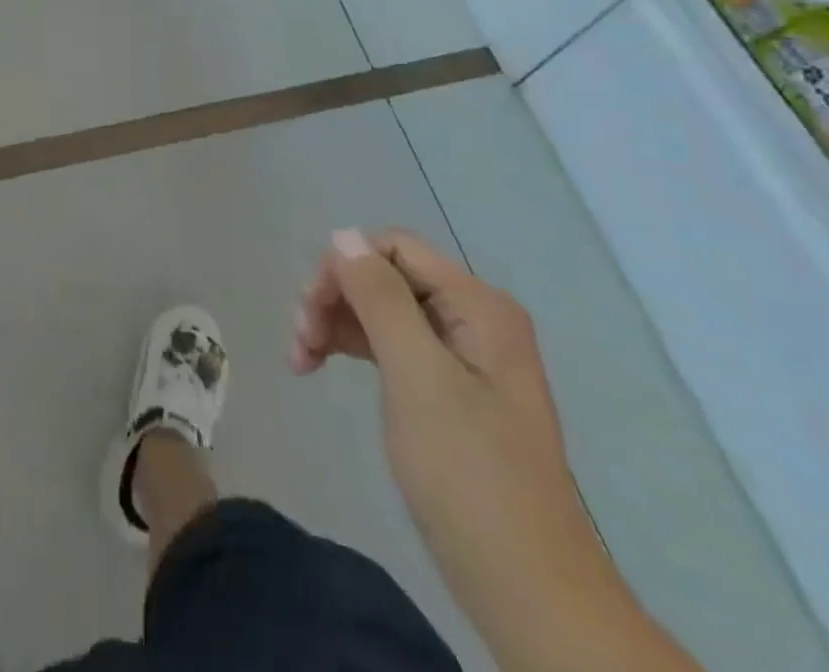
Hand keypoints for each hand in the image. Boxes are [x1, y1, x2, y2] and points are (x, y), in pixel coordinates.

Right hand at [293, 229, 697, 671]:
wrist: (528, 592)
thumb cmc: (469, 475)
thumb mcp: (417, 376)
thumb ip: (380, 297)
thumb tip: (343, 235)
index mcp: (477, 305)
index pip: (393, 248)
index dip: (343, 266)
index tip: (308, 310)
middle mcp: (473, 318)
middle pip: (384, 276)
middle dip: (335, 298)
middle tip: (300, 342)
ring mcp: (462, 356)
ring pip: (382, 310)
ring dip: (336, 324)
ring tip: (302, 360)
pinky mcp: (449, 391)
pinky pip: (391, 345)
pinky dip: (354, 349)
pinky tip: (323, 366)